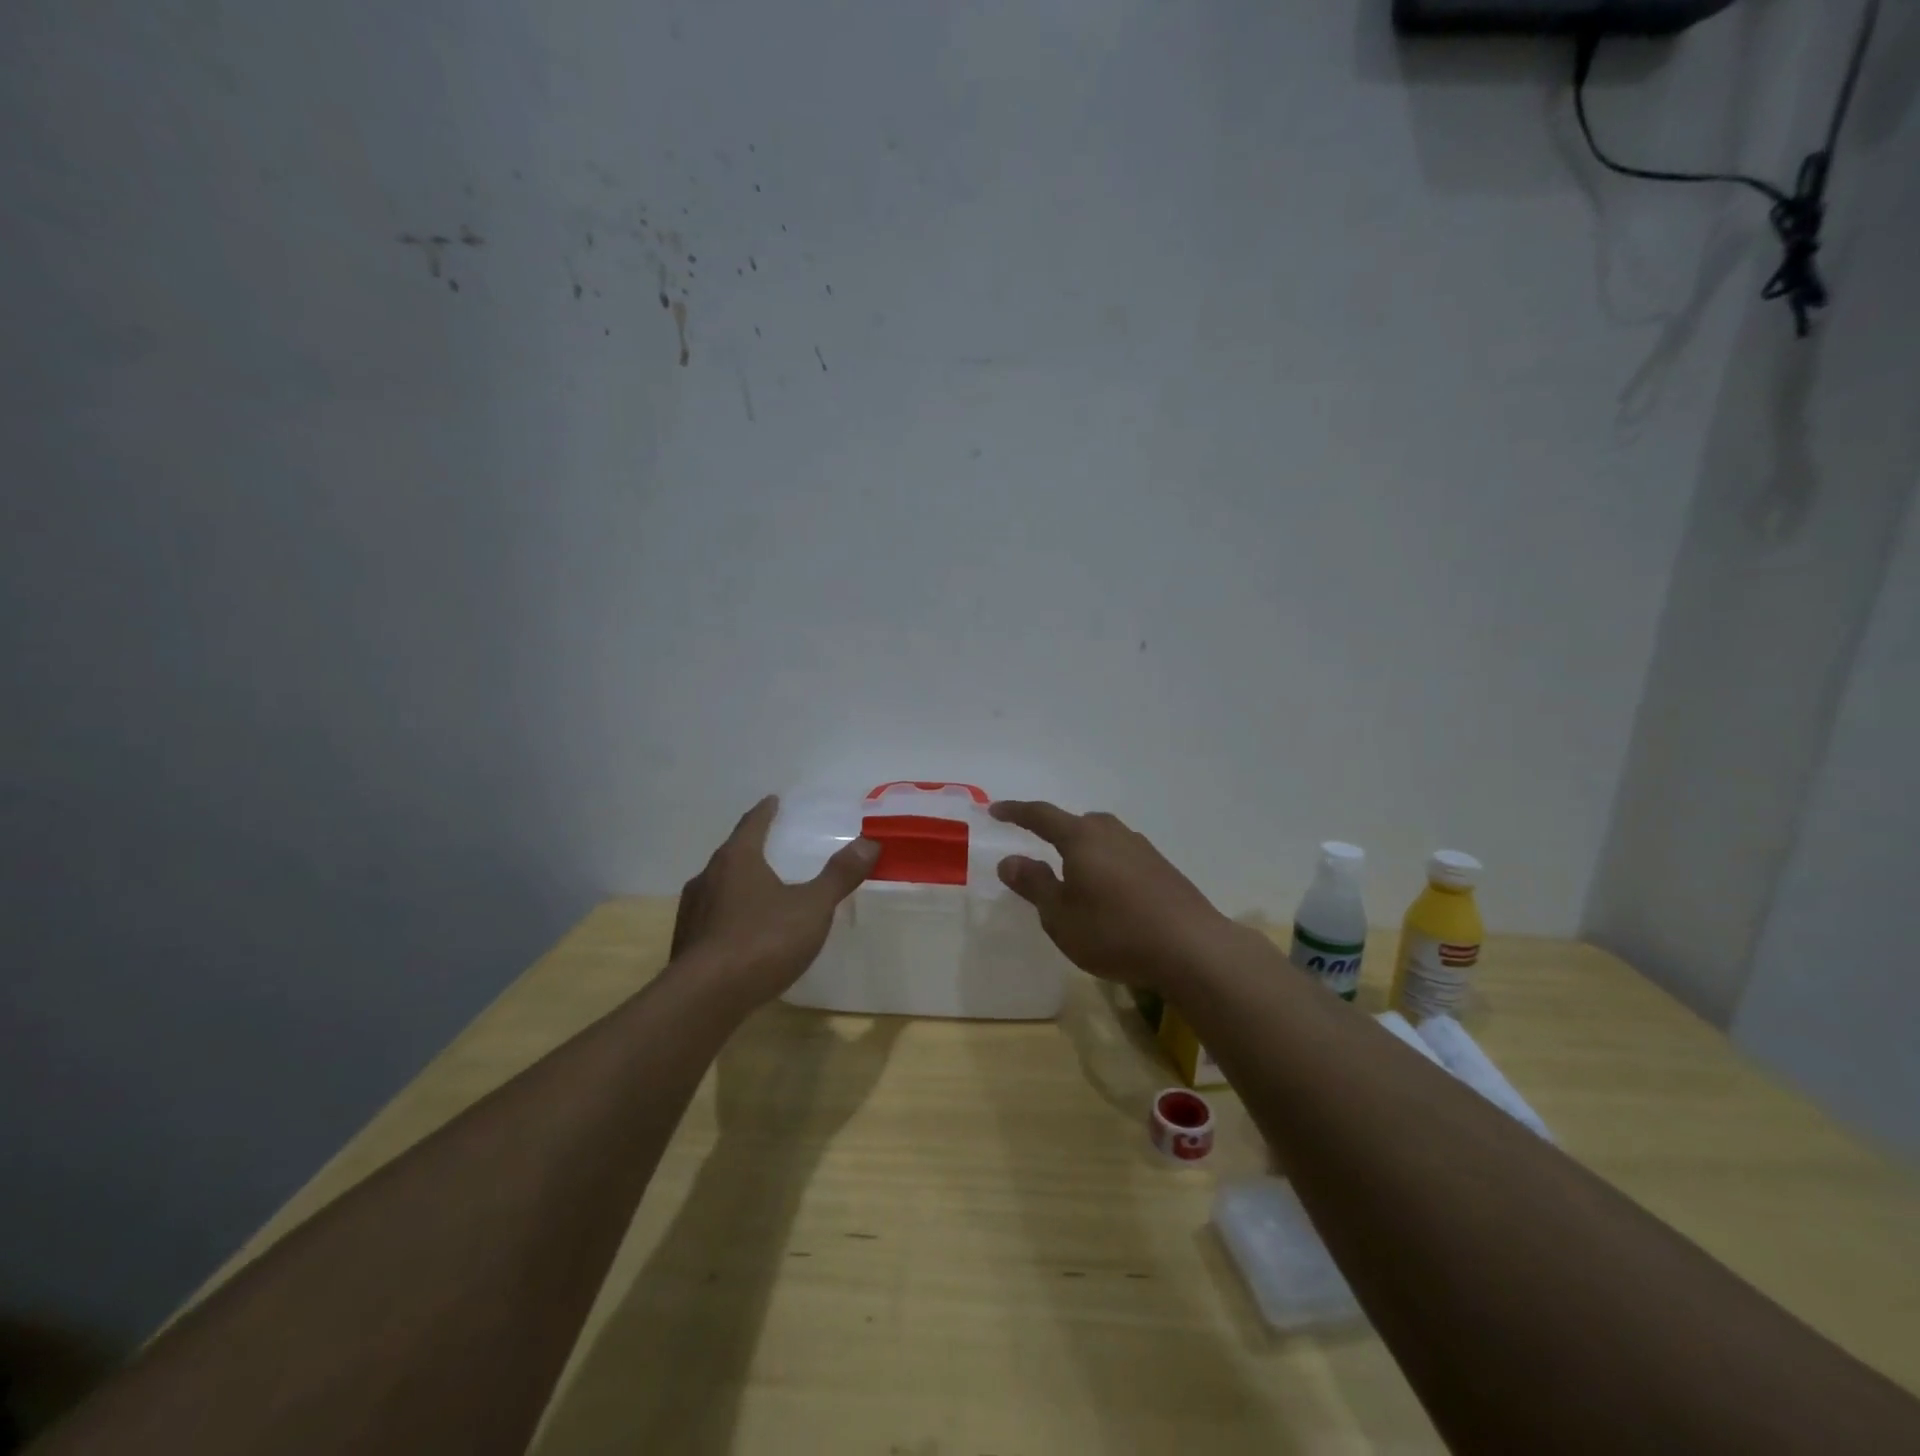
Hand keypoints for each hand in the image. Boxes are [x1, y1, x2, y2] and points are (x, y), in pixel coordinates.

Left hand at [670, 796, 877, 1007]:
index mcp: (737, 860)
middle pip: (731, 854)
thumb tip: (869, 842)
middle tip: (770, 845)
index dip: (765, 811)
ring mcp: (691, 912)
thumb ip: (839, 875)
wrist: (705, 998)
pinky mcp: (685, 943)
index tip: (772, 800)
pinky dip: (728, 915)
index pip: (752, 824)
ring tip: (758, 889)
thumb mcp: (812, 907)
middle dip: (750, 847)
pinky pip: (711, 918)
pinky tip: (741, 931)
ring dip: (737, 883)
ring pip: (717, 886)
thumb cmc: (762, 941)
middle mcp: (707, 878)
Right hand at [991, 801, 1240, 989]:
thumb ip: (1034, 884)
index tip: (996, 810)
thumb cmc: (1114, 932)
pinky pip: (1123, 856)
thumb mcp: (1061, 916)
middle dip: (1055, 831)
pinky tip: (1110, 894)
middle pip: (1078, 822)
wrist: (1192, 949)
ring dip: (1084, 849)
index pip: (1041, 815)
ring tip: (1075, 875)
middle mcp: (1112, 834)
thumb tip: (1010, 860)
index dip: (1016, 812)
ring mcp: (1142, 849)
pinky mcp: (1163, 869)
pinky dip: (1107, 865)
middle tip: (1039, 848)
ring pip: (1104, 838)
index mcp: (1082, 838)